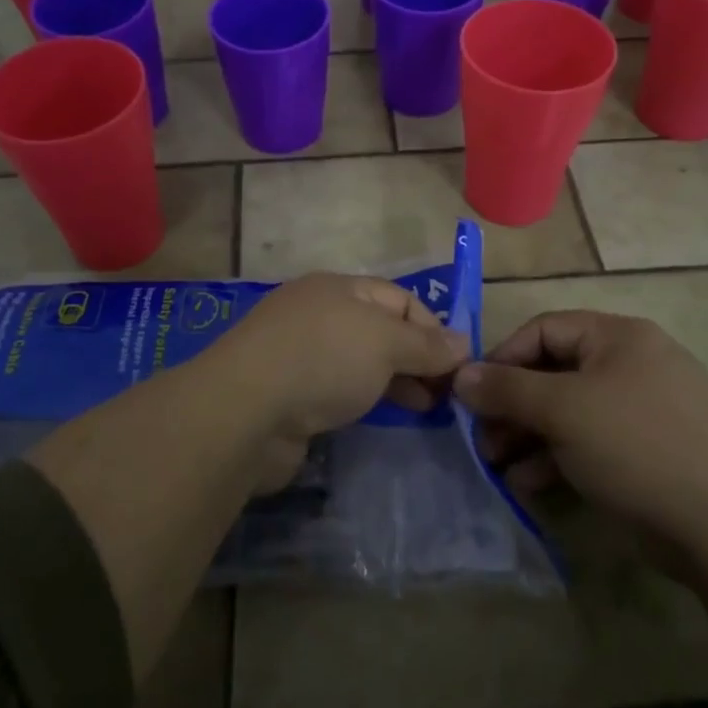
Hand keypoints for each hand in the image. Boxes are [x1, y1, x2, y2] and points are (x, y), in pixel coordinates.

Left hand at [199, 273, 469, 489]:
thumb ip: (426, 344)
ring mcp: (301, 355)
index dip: (433, 327)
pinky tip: (384, 419)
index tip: (459, 365)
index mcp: (338, 289)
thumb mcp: (384, 342)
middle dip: (417, 358)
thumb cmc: (322, 359)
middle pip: (381, 331)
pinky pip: (340, 390)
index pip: (400, 299)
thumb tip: (463, 344)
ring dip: (396, 382)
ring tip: (427, 409)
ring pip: (361, 363)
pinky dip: (367, 401)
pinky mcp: (291, 395)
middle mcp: (319, 315)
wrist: (245, 411)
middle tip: (447, 394)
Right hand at [453, 310, 707, 550]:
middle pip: (553, 373)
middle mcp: (630, 364)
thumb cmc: (637, 446)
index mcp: (618, 337)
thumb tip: (460, 374)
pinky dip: (556, 459)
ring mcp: (641, 411)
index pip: (544, 330)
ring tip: (497, 466)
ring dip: (527, 436)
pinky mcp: (646, 452)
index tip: (471, 393)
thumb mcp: (563, 410)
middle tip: (482, 439)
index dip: (503, 358)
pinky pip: (589, 443)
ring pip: (568, 413)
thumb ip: (506, 389)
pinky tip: (528, 485)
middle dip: (512, 406)